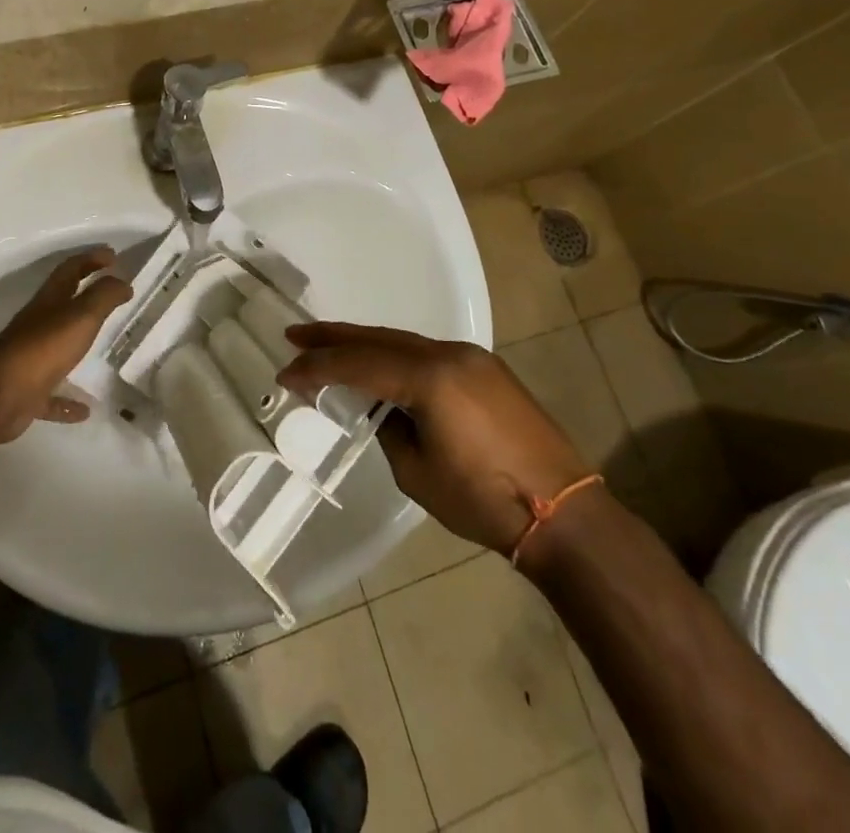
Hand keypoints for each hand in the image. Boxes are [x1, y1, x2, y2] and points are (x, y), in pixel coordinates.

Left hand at [0, 248, 132, 442]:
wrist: (0, 396)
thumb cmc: (44, 347)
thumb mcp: (81, 316)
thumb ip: (103, 297)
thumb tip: (122, 281)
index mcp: (49, 301)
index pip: (71, 270)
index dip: (91, 259)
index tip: (112, 255)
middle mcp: (38, 325)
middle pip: (62, 304)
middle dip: (85, 295)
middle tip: (112, 295)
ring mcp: (31, 359)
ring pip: (57, 347)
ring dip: (77, 345)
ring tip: (102, 349)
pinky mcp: (28, 391)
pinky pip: (52, 394)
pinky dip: (67, 400)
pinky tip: (84, 410)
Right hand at [278, 322, 595, 556]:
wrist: (563, 513)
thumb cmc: (484, 500)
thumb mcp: (416, 472)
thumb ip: (389, 429)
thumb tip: (382, 410)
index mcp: (429, 377)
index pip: (358, 364)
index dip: (317, 368)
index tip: (285, 373)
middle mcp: (449, 353)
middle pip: (378, 339)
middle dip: (334, 337)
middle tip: (296, 336)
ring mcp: (472, 357)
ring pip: (404, 341)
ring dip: (364, 343)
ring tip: (328, 344)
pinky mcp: (486, 369)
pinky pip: (428, 352)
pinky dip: (395, 355)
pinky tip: (378, 364)